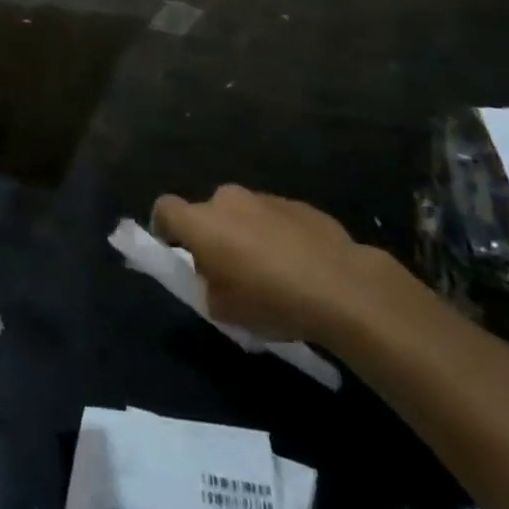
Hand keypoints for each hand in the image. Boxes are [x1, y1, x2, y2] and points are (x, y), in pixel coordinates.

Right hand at [152, 185, 392, 344]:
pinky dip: (279, 236)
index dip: (164, 229)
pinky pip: (277, 219)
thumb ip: (208, 285)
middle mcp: (228, 200)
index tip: (176, 251)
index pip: (164, 209)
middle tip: (230, 270)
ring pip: (244, 214)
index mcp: (201, 222)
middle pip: (208, 212)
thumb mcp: (224, 310)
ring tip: (272, 272)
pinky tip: (301, 267)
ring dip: (248, 235)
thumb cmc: (271, 300)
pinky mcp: (301, 205)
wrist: (343, 288)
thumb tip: (215, 276)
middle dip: (214, 235)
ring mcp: (266, 198)